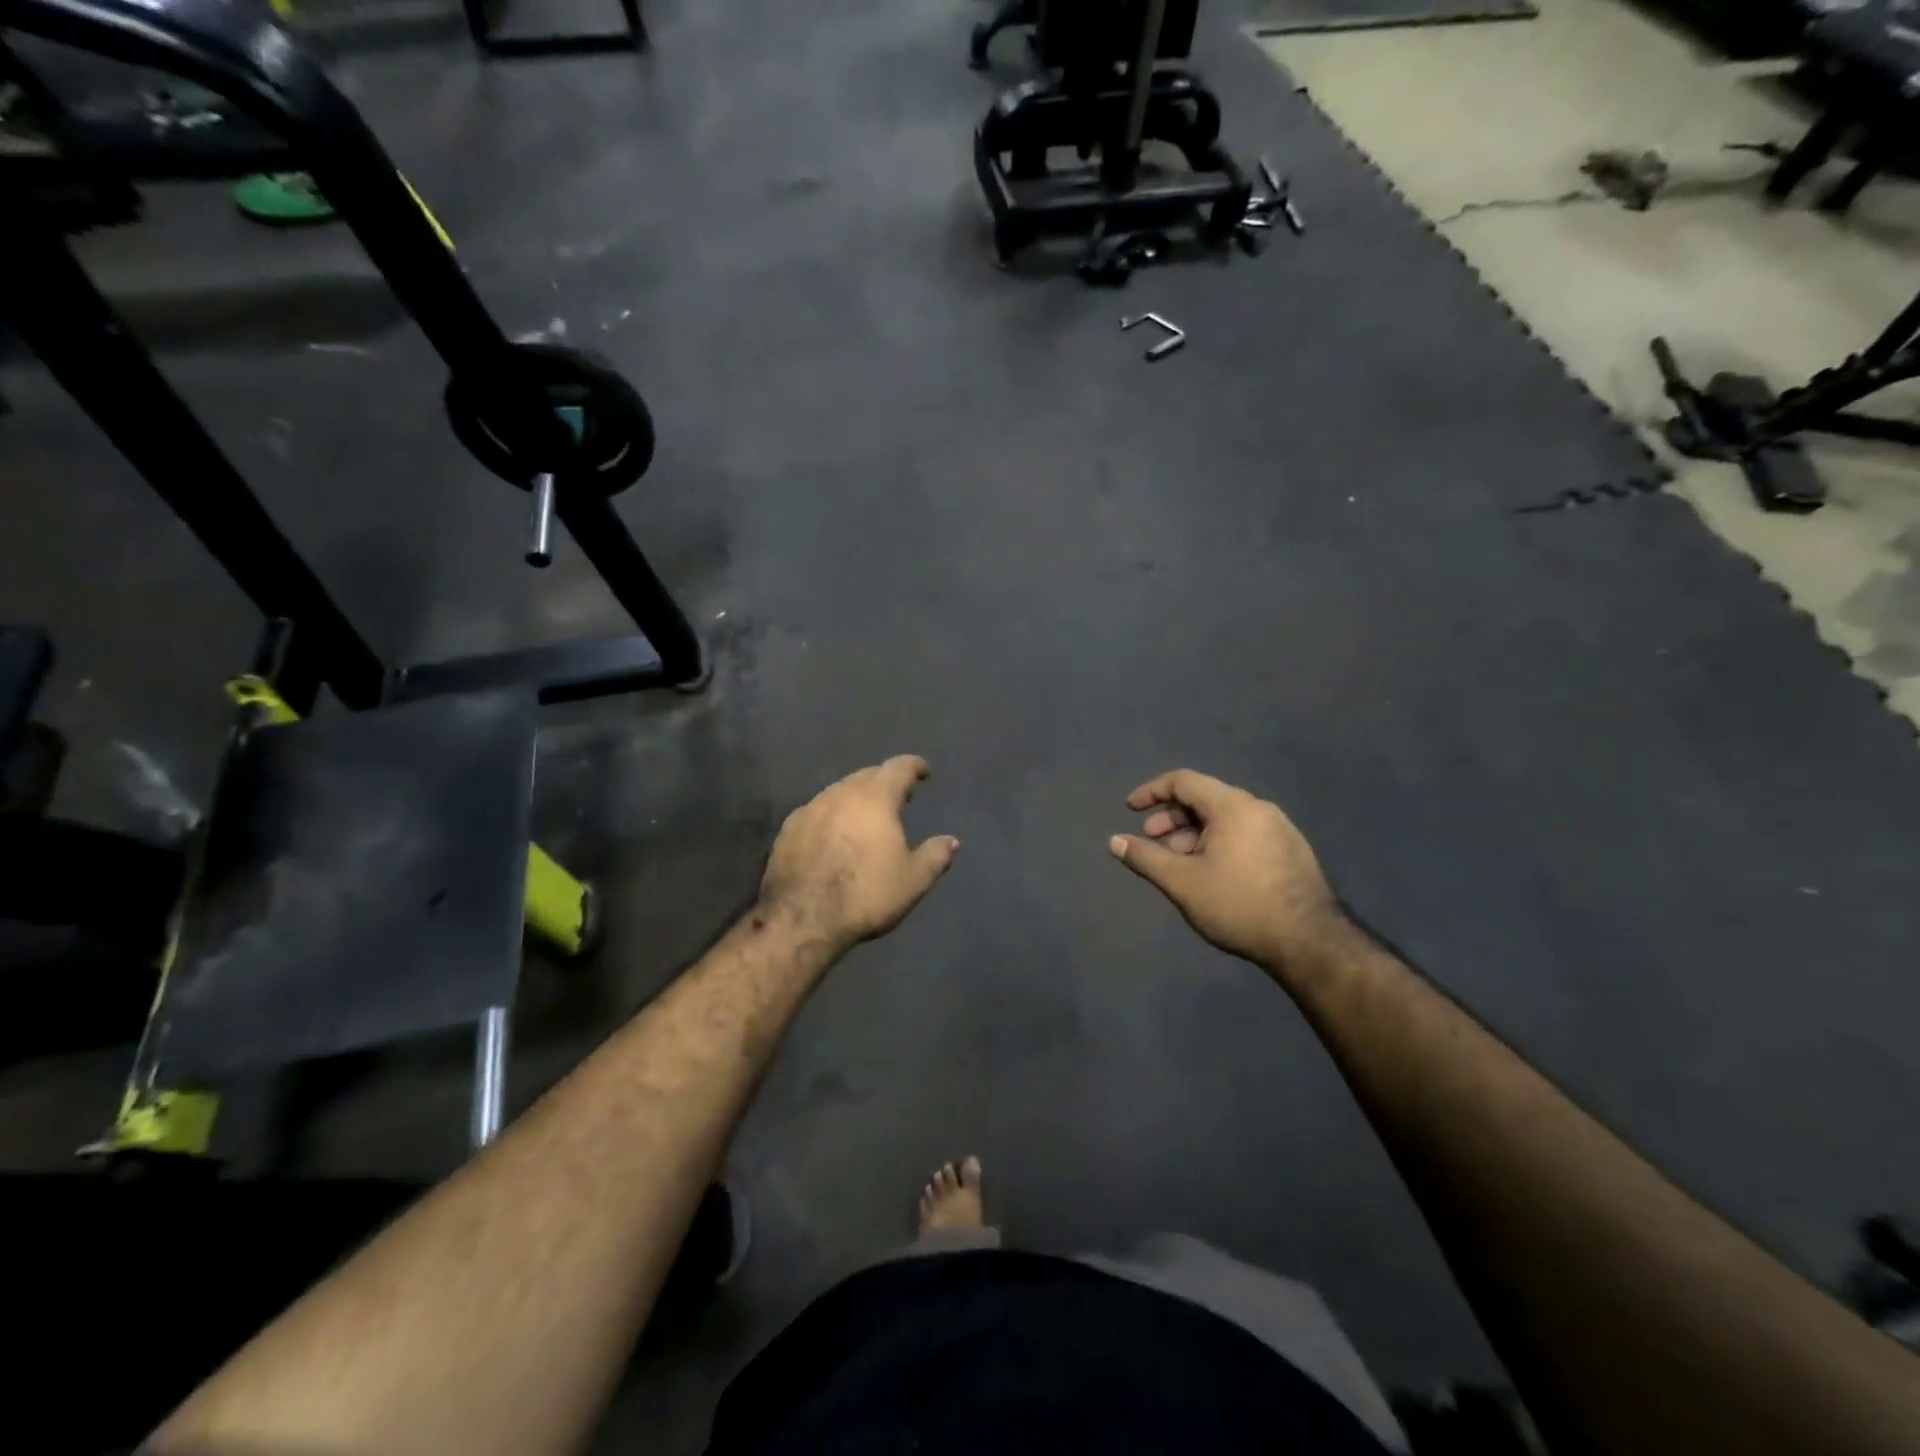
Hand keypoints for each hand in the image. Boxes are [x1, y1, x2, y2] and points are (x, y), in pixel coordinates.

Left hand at [760, 756, 959, 951]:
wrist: (802, 918)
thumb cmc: (865, 894)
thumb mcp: (913, 880)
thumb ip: (935, 856)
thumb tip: (952, 841)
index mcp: (875, 798)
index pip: (898, 768)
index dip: (914, 766)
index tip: (923, 770)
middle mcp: (841, 793)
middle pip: (867, 775)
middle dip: (884, 781)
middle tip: (897, 796)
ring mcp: (810, 808)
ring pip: (839, 792)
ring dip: (855, 798)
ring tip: (866, 815)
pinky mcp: (788, 829)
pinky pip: (817, 811)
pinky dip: (831, 816)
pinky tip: (833, 835)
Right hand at [1110, 769, 1347, 981]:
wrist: (1311, 942)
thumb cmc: (1239, 905)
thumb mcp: (1182, 882)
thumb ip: (1145, 858)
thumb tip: (1114, 841)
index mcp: (1232, 806)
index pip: (1184, 781)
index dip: (1151, 791)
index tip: (1130, 809)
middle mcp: (1258, 808)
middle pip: (1205, 798)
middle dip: (1171, 817)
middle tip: (1151, 840)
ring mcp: (1279, 829)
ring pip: (1225, 819)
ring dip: (1193, 833)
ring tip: (1177, 862)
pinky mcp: (1291, 851)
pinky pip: (1244, 833)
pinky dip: (1217, 842)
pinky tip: (1210, 873)